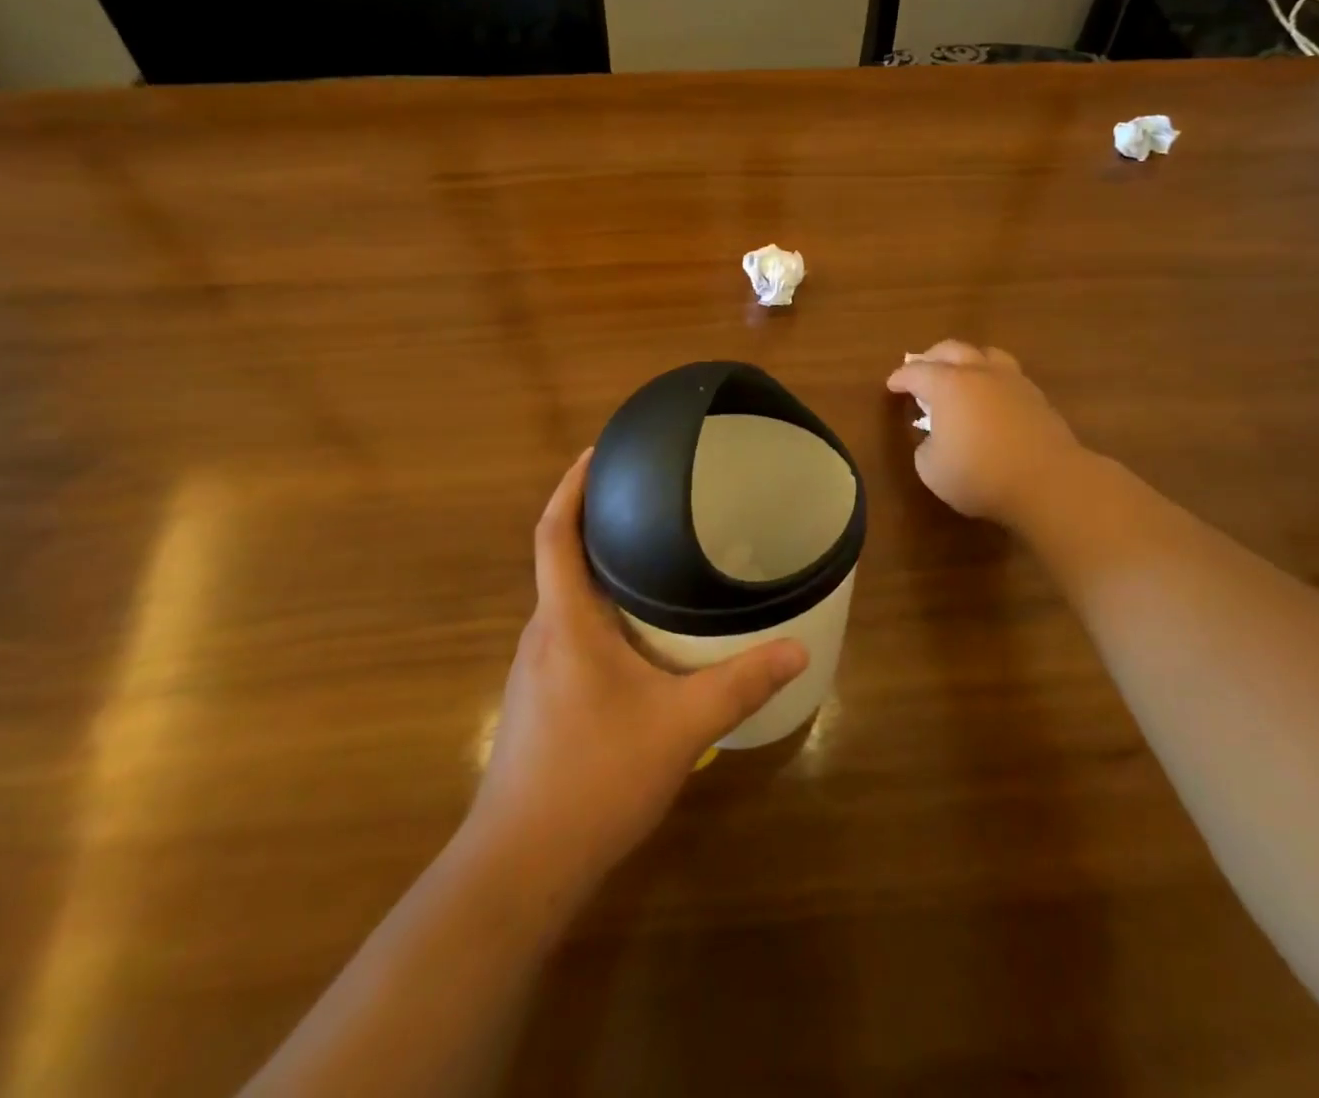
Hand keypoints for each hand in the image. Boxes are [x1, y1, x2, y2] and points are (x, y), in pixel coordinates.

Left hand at [470, 450, 809, 885]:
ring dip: (598, 573)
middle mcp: (542, 635)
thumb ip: (740, 683)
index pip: (553, 534)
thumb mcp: (681, 726)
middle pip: (559, 561)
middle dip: (594, 524)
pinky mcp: (539, 702)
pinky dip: (598, 615)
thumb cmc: (595, 776)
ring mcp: (535, 671)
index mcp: (565, 621)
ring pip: (566, 603)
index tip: (595, 452)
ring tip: (648, 558)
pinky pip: (569, 635)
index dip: (569, 488)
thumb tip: (797, 648)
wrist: (521, 866)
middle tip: (646, 501)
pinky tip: (636, 637)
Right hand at [886, 341, 1083, 530]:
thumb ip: (926, 446)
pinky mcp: (1037, 398)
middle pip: (951, 349)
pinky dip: (992, 380)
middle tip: (921, 370)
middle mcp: (979, 373)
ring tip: (961, 375)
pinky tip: (991, 398)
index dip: (900, 377)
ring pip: (986, 355)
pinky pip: (1009, 376)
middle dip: (932, 357)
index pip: (916, 372)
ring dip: (968, 360)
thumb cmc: (979, 475)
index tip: (892, 385)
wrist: (1047, 482)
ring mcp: (1013, 382)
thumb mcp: (931, 469)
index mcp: (947, 385)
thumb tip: (936, 438)